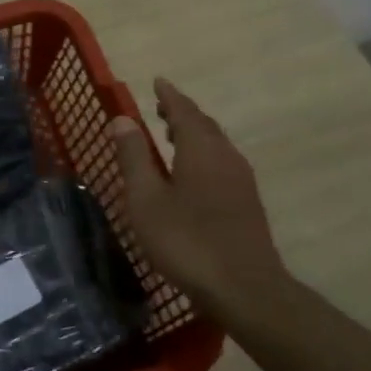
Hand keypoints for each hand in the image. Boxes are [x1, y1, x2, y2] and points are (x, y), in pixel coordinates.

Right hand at [110, 78, 288, 312]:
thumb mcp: (146, 199)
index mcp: (200, 149)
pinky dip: (204, 155)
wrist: (244, 288)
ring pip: (216, 145)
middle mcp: (226, 157)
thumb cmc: (186, 240)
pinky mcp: (247, 203)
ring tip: (173, 136)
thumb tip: (123, 119)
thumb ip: (134, 157)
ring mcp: (241, 181)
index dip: (169, 96)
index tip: (157, 81)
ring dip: (194, 134)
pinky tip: (193, 174)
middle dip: (182, 113)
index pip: (184, 111)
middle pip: (204, 125)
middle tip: (161, 107)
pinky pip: (222, 163)